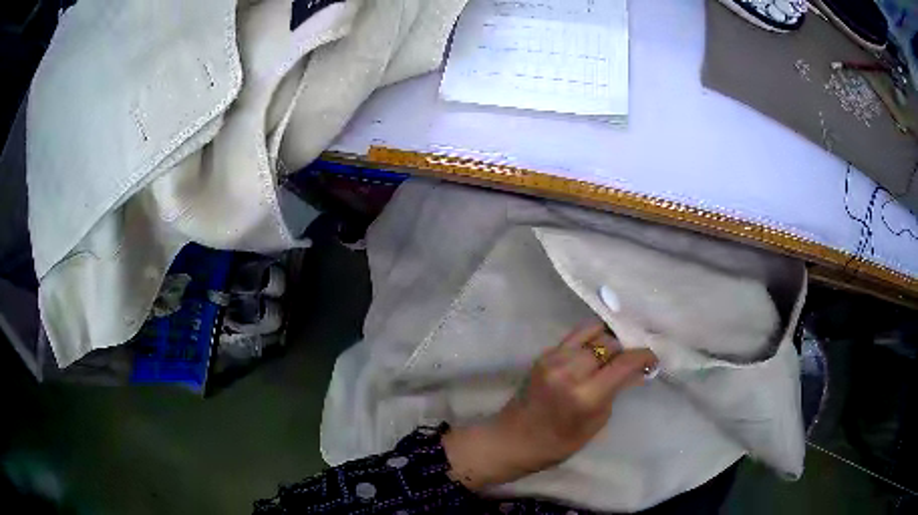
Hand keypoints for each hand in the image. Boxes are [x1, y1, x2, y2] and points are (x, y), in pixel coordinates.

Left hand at [443, 321, 657, 489]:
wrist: (512, 439)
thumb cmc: (557, 444)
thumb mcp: (595, 423)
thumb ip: (615, 392)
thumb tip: (635, 370)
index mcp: (584, 395)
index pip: (623, 362)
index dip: (643, 356)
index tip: (652, 359)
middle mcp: (569, 370)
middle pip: (609, 342)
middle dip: (625, 348)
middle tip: (632, 358)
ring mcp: (553, 358)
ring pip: (592, 331)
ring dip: (608, 340)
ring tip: (615, 352)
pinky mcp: (544, 354)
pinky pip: (575, 336)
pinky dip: (590, 339)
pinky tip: (596, 351)